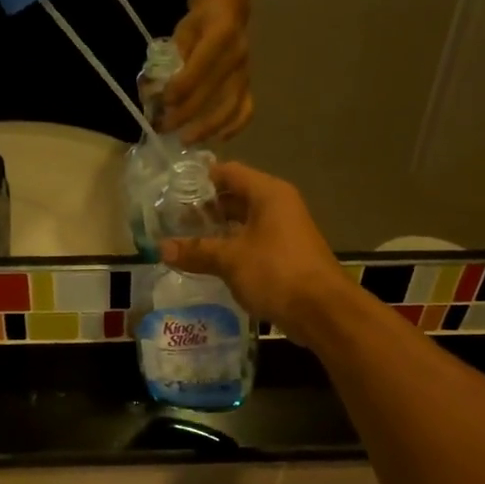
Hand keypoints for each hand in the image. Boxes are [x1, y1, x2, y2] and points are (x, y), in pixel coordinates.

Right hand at [161, 162, 353, 339]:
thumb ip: (196, 251)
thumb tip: (161, 248)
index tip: (172, 191)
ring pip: (243, 223)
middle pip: (235, 196)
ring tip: (184, 241)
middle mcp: (278, 206)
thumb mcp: (230, 260)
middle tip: (172, 220)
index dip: (200, 179)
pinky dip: (231, 249)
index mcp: (268, 194)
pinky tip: (209, 262)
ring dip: (217, 231)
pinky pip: (252, 243)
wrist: (323, 311)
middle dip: (205, 208)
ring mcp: (284, 231)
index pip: (228, 172)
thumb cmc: (276, 272)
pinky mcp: (285, 256)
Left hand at [167, 0, 253, 143]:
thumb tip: (154, 89)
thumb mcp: (182, 31)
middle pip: (213, 92)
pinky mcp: (248, 85)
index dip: (180, 87)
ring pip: (231, 106)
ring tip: (186, 140)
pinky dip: (234, 127)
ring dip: (208, 127)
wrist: (228, 12)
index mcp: (221, 35)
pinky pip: (246, 110)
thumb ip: (171, 58)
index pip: (200, 67)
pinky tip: (219, 138)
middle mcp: (238, 56)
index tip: (162, 102)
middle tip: (164, 127)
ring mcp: (246, 73)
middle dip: (186, 113)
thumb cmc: (200, 23)